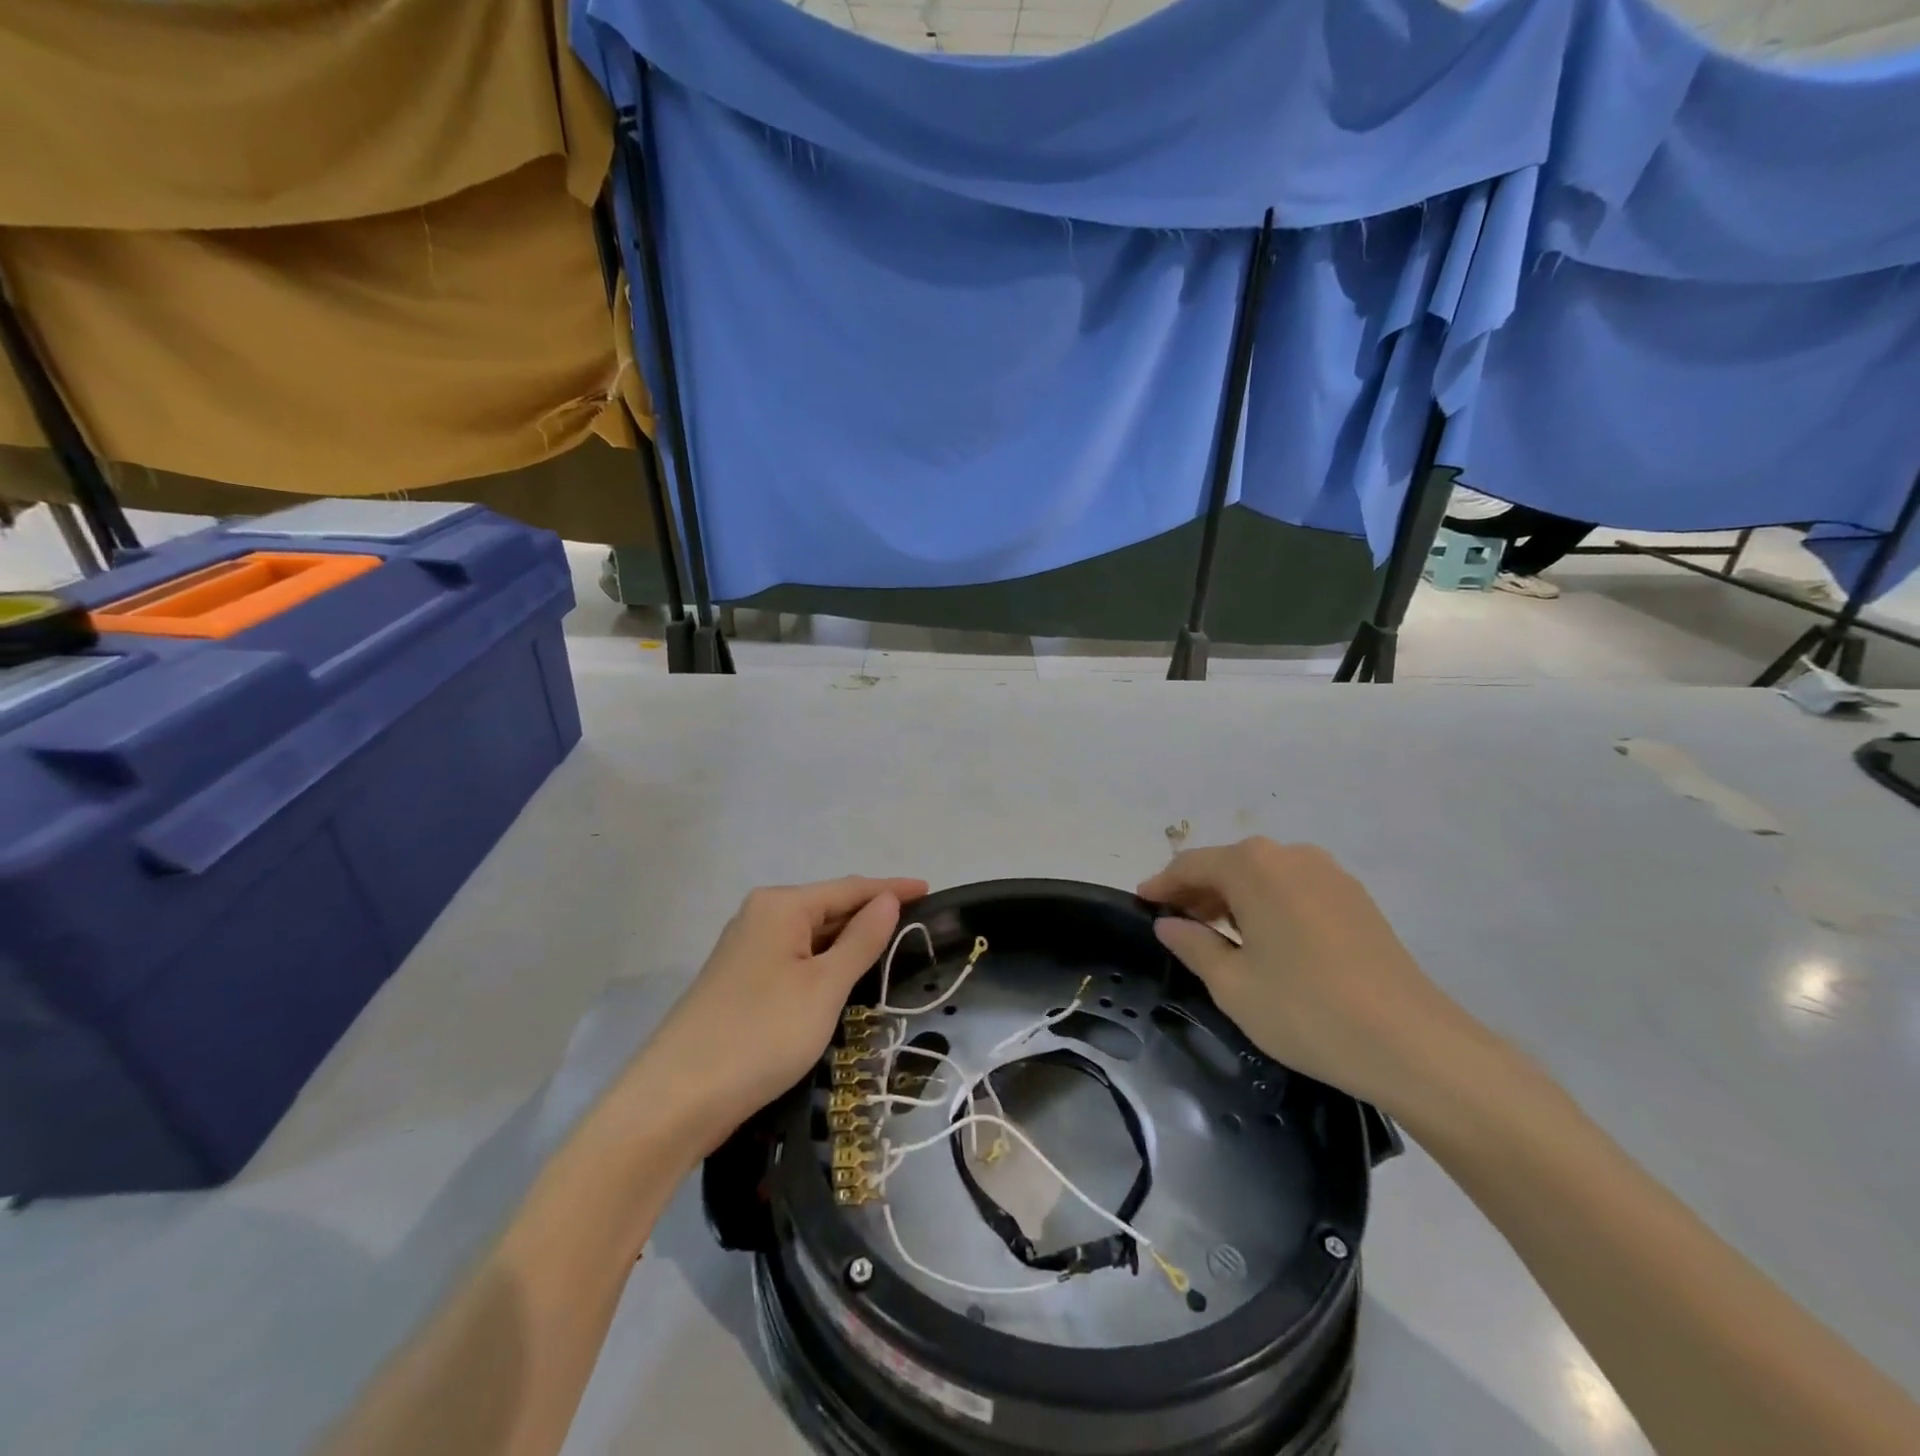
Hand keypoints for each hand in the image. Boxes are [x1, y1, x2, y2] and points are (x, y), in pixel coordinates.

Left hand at [635, 876, 927, 1154]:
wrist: (676, 1100)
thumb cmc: (761, 1034)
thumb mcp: (824, 987)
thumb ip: (861, 940)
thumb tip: (887, 901)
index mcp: (780, 905)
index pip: (850, 888)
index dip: (891, 889)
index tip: (930, 890)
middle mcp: (760, 916)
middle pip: (828, 908)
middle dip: (870, 916)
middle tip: (918, 928)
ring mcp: (745, 950)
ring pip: (810, 937)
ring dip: (848, 943)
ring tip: (891, 951)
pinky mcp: (739, 983)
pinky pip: (794, 960)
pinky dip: (824, 965)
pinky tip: (843, 979)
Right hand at [1139, 839, 1493, 1114]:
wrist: (1414, 1044)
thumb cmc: (1306, 1010)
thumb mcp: (1232, 984)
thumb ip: (1193, 945)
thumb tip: (1170, 923)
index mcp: (1254, 867)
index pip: (1191, 865)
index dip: (1162, 884)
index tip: (1141, 903)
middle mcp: (1291, 856)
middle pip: (1229, 865)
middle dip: (1198, 892)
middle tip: (1175, 924)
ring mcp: (1330, 875)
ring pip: (1264, 877)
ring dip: (1234, 899)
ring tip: (1216, 936)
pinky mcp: (1356, 899)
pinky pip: (1294, 890)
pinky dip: (1268, 906)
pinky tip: (1265, 940)